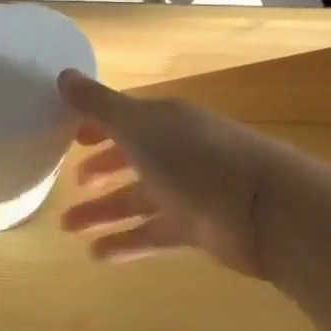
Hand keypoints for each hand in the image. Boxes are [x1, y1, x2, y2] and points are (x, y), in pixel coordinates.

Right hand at [57, 69, 293, 275]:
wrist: (267, 210)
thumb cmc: (195, 158)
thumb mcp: (138, 126)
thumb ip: (98, 104)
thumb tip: (62, 75)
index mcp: (163, 121)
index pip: (123, 118)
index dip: (95, 124)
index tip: (67, 136)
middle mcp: (175, 151)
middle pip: (129, 158)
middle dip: (98, 170)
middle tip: (68, 184)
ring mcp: (188, 191)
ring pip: (136, 199)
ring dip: (102, 211)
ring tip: (68, 227)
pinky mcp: (198, 228)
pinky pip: (154, 233)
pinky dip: (127, 242)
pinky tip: (98, 255)